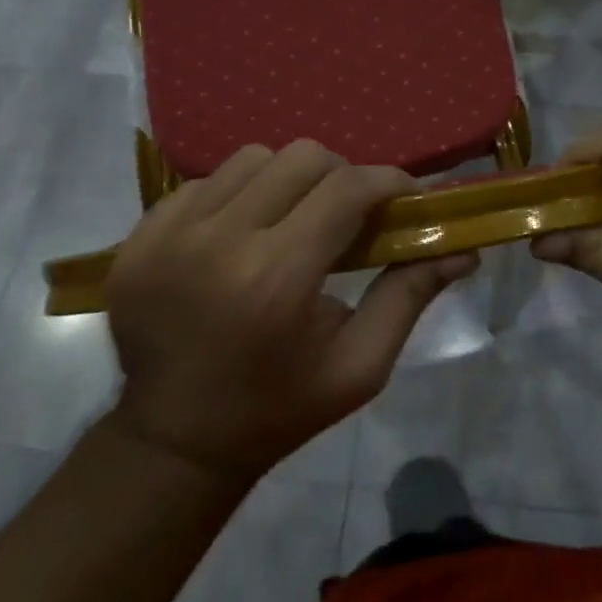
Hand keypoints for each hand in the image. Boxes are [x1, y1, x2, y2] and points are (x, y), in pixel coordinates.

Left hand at [104, 141, 476, 481]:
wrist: (174, 443)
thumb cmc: (280, 408)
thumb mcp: (360, 366)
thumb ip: (410, 295)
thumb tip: (463, 250)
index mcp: (275, 279)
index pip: (347, 189)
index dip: (389, 182)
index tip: (406, 198)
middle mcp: (217, 242)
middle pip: (302, 158)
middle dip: (341, 177)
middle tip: (349, 215)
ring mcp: (167, 235)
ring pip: (252, 159)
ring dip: (288, 181)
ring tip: (293, 222)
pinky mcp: (137, 237)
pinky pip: (205, 182)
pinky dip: (238, 196)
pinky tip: (243, 236)